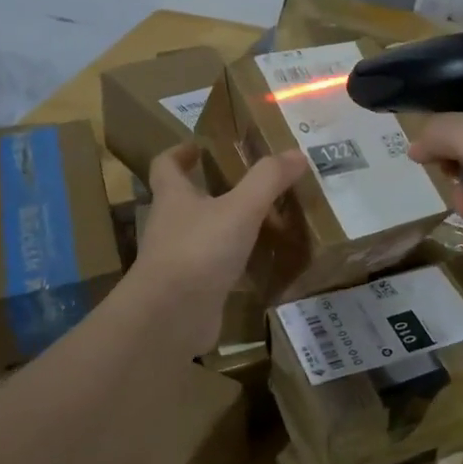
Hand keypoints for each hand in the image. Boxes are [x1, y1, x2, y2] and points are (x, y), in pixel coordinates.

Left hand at [131, 144, 305, 352]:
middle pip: (185, 199)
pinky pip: (214, 268)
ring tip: (263, 221)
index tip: (200, 146)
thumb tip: (296, 153)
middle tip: (249, 183)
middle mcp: (169, 225)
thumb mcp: (240, 209)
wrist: (170, 317)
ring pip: (202, 234)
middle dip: (212, 189)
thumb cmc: (199, 251)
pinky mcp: (190, 289)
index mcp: (173, 197)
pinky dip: (234, 263)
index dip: (180, 152)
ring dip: (226, 227)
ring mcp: (177, 260)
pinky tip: (260, 263)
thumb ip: (268, 180)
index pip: (166, 165)